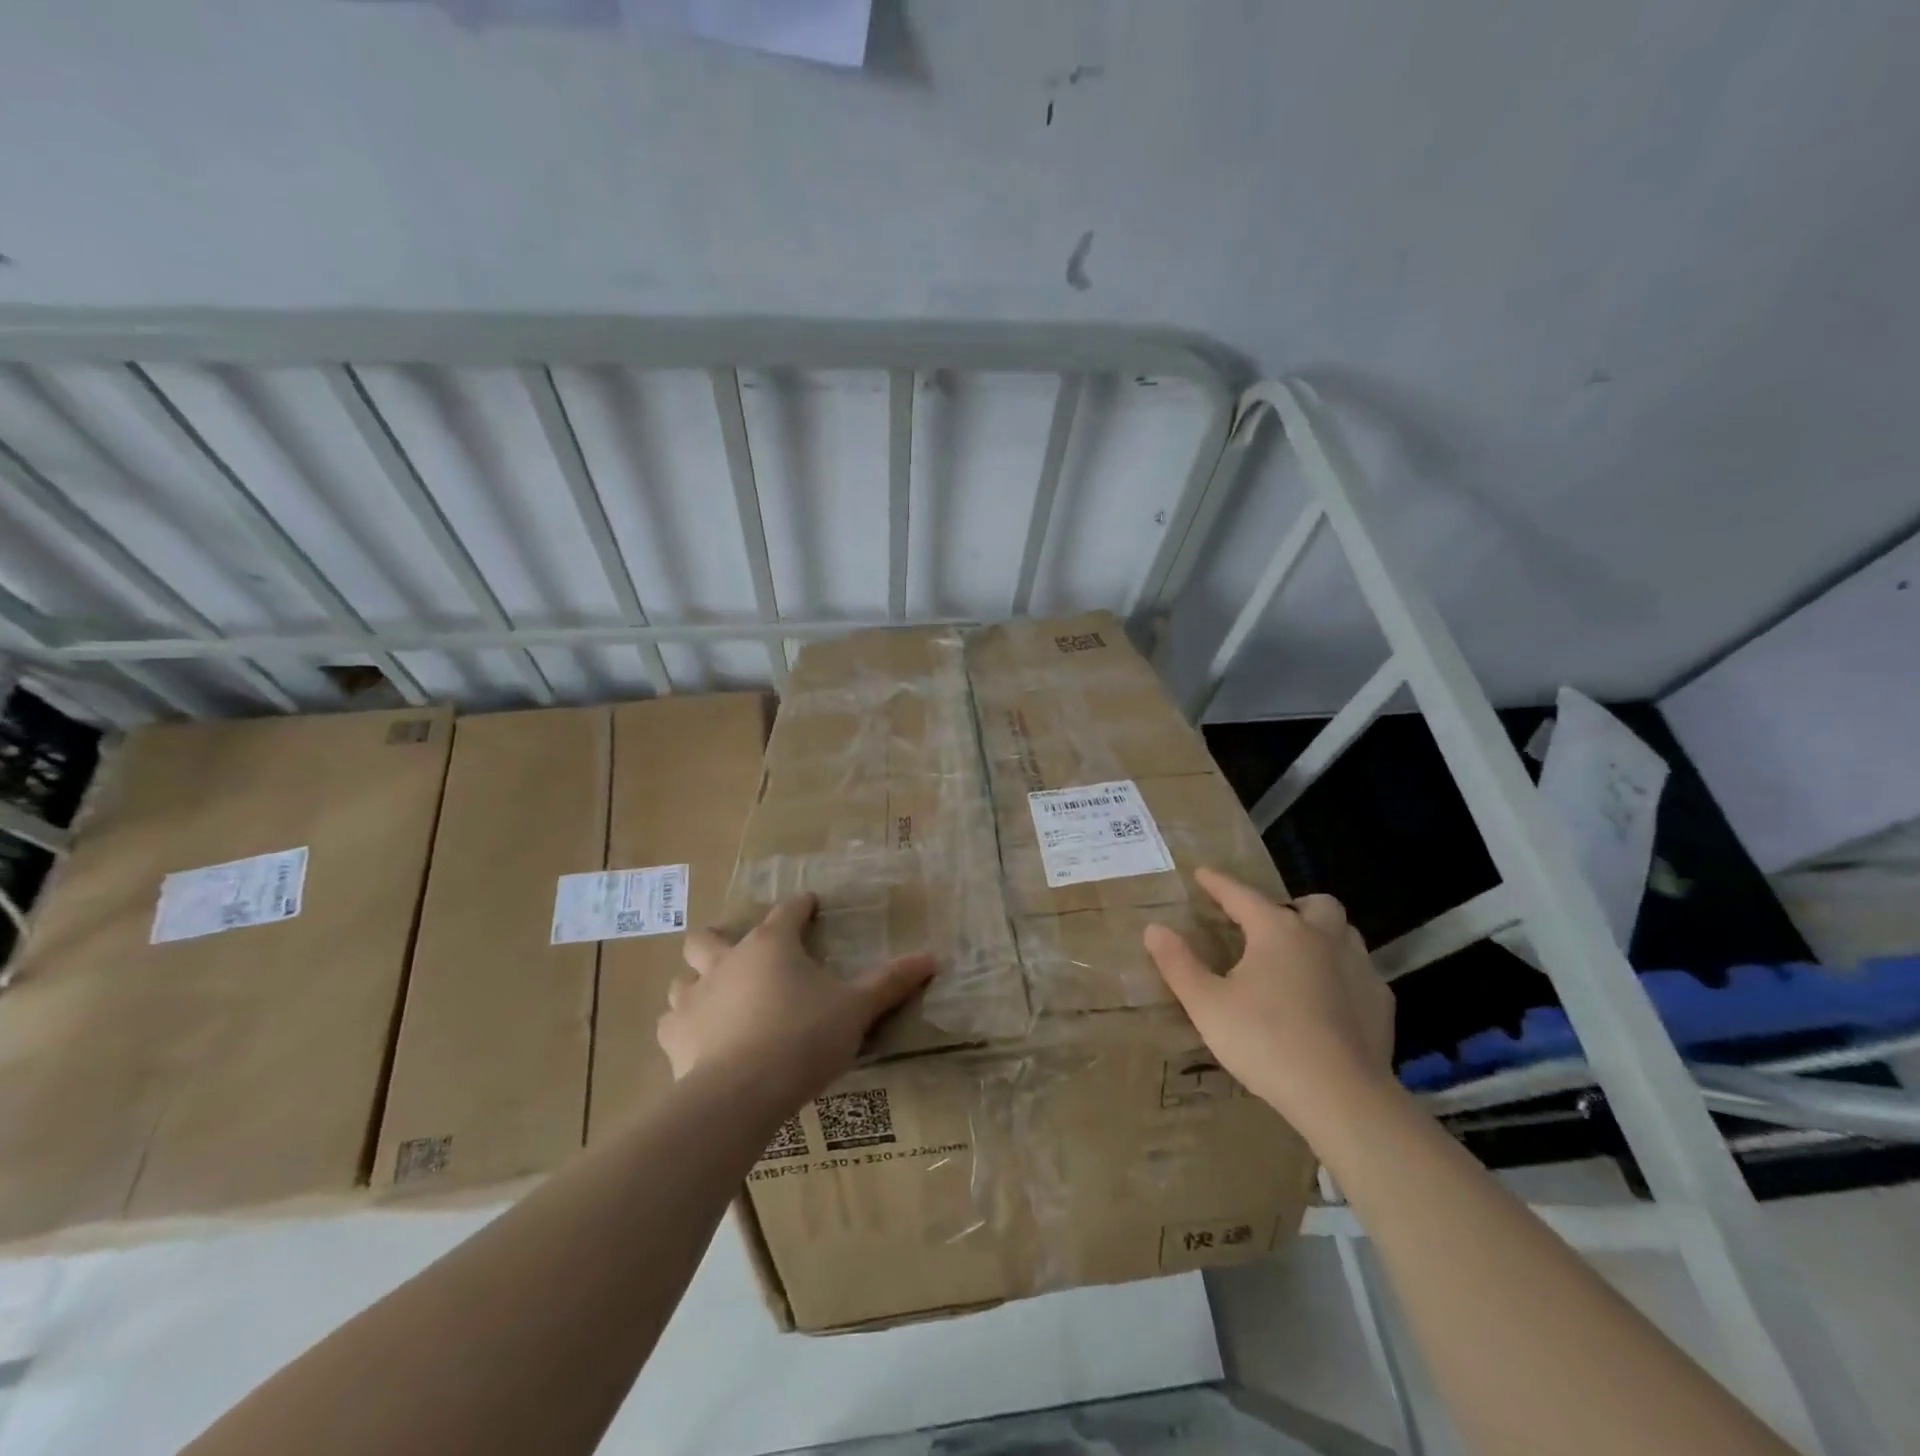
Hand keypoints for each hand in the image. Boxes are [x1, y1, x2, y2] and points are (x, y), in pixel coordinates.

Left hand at [661, 894, 933, 1103]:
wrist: (741, 1094)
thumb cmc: (803, 1037)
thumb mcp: (856, 1009)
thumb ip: (890, 982)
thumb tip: (931, 958)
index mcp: (772, 945)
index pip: (788, 911)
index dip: (801, 906)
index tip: (810, 905)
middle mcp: (727, 961)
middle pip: (709, 937)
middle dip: (722, 940)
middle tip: (744, 958)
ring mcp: (694, 998)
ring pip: (683, 978)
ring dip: (697, 983)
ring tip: (718, 999)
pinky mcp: (675, 1038)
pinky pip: (671, 1023)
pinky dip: (684, 1026)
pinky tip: (698, 1040)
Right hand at [1143, 867, 1395, 1135]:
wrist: (1341, 1097)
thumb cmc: (1265, 1041)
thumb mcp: (1207, 1004)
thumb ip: (1178, 964)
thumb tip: (1154, 929)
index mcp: (1277, 930)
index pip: (1241, 895)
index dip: (1218, 884)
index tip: (1202, 874)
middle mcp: (1322, 938)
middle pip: (1315, 904)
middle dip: (1292, 905)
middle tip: (1270, 925)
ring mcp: (1358, 969)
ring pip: (1345, 934)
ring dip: (1323, 936)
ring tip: (1300, 957)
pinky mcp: (1381, 1005)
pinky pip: (1362, 974)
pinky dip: (1343, 975)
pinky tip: (1330, 1000)